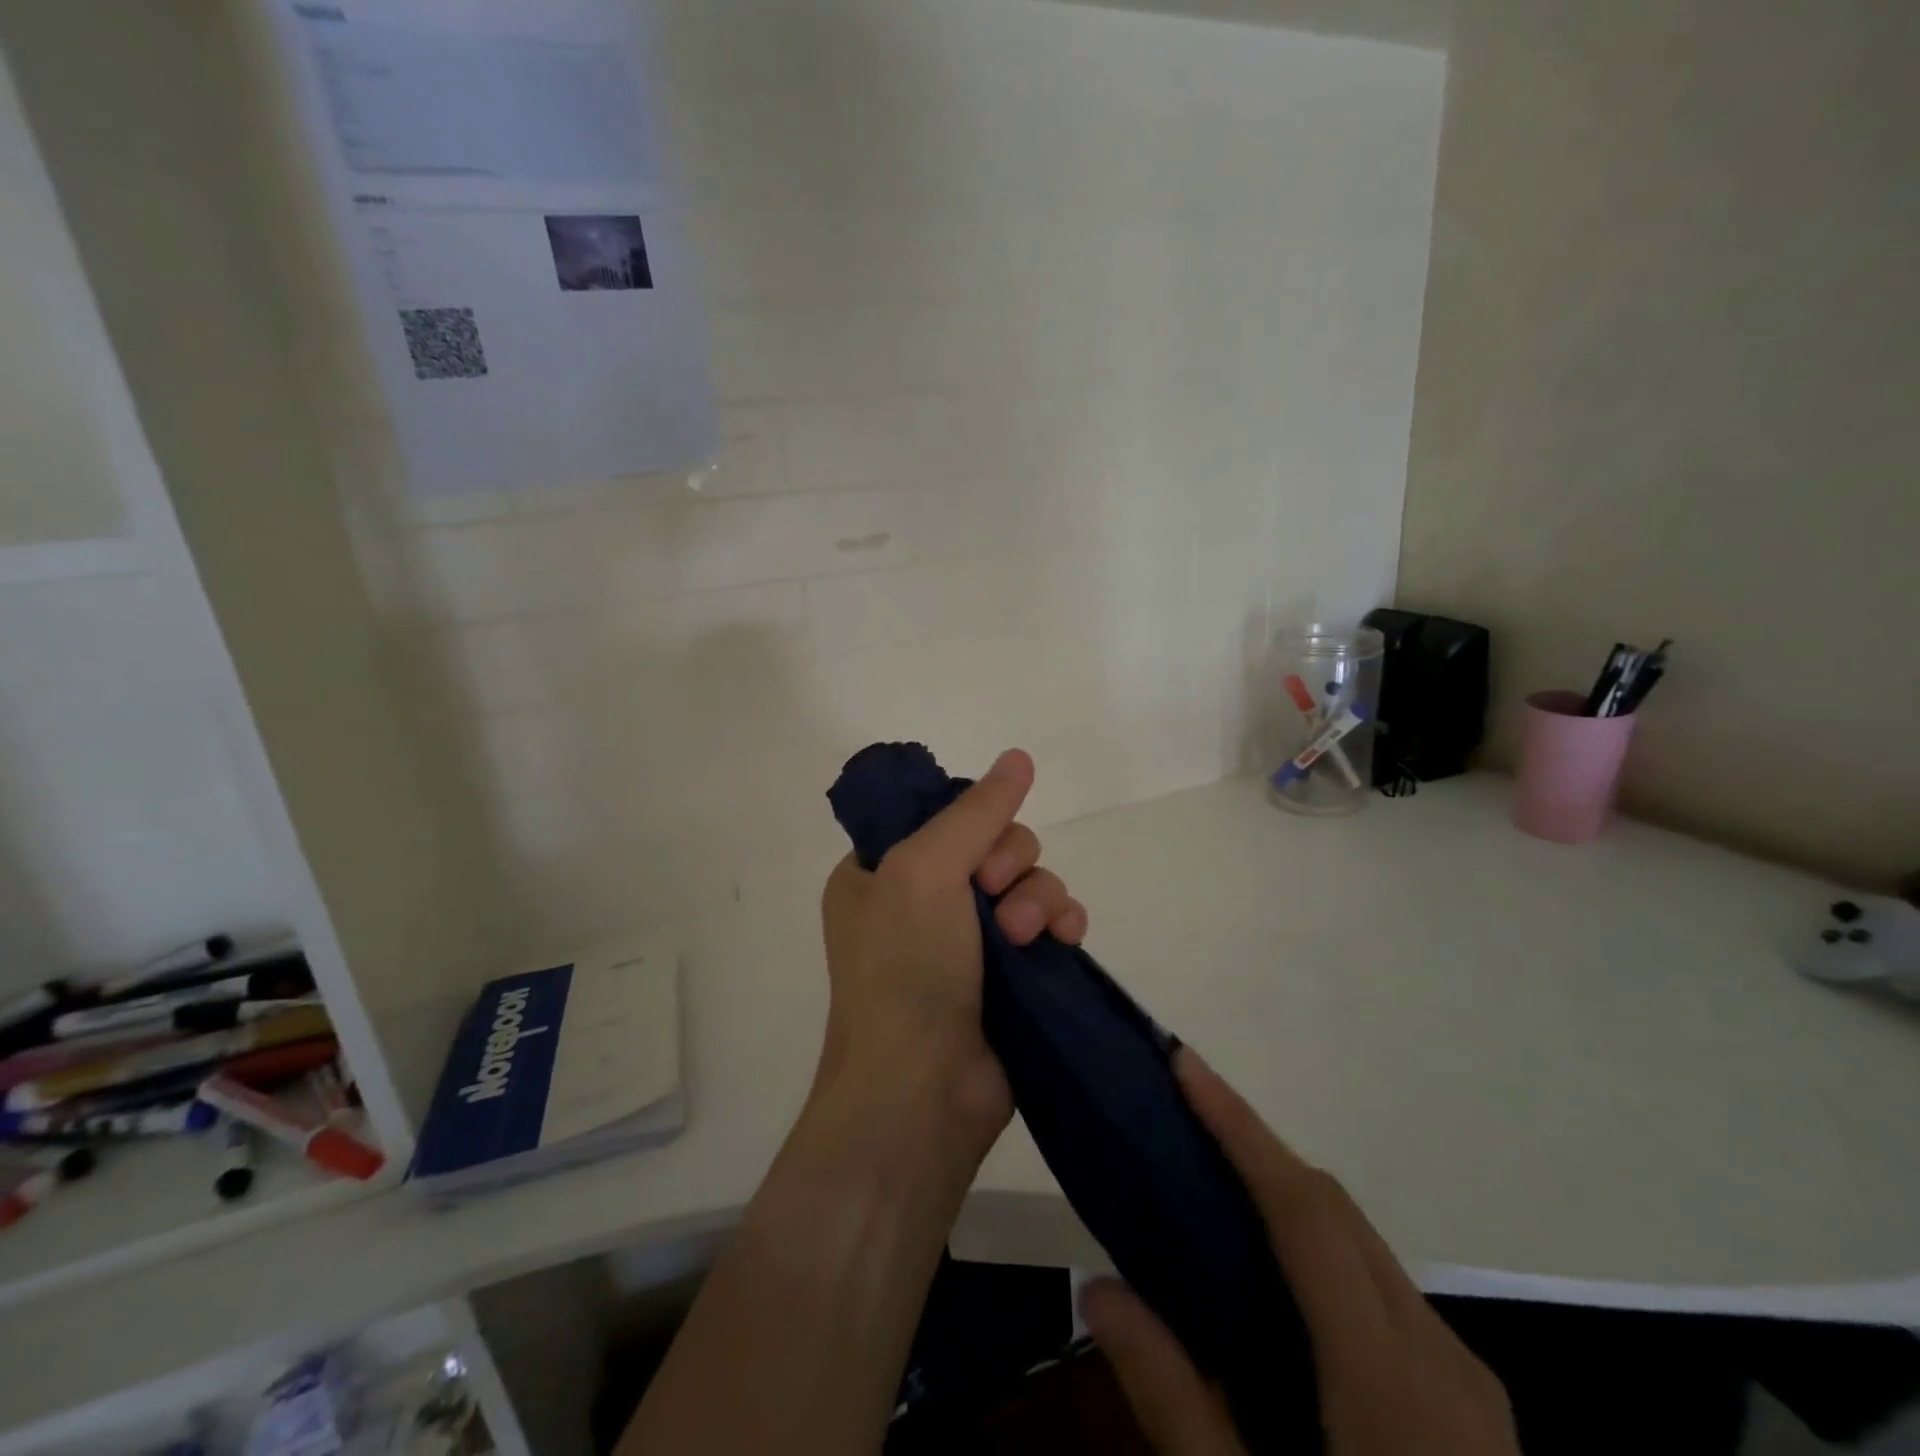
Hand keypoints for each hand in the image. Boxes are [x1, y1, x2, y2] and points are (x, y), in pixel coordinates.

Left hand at [818, 748, 1086, 1161]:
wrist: (922, 1091)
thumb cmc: (904, 968)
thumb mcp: (924, 869)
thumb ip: (976, 810)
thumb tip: (1020, 756)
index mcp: (881, 872)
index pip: (940, 815)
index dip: (970, 821)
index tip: (975, 847)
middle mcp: (923, 901)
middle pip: (993, 845)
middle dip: (1008, 864)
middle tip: (995, 895)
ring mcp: (968, 941)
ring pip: (1028, 881)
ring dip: (1037, 898)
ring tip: (1026, 937)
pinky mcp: (1011, 975)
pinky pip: (1049, 923)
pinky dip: (1060, 924)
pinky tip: (1063, 941)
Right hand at [1081, 1050, 1518, 1455]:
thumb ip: (1175, 1403)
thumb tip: (1096, 1288)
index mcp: (1388, 1378)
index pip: (1303, 1207)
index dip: (1239, 1124)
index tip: (1184, 1063)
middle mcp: (1439, 1355)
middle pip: (1334, 1210)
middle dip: (1255, 1146)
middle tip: (1179, 1115)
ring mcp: (1468, 1381)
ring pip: (1362, 1244)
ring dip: (1286, 1195)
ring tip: (1212, 1184)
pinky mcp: (1474, 1406)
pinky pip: (1384, 1289)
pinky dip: (1321, 1251)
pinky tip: (1277, 1285)